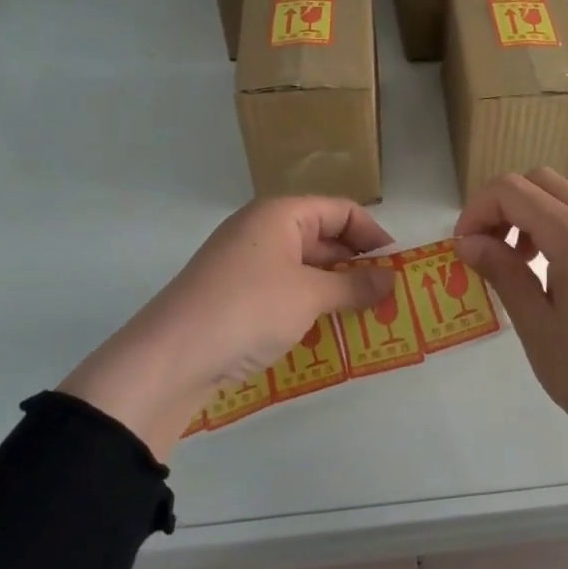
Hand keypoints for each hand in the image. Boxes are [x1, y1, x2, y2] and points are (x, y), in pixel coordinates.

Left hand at [60, 198, 392, 459]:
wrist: (170, 357)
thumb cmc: (248, 309)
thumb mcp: (309, 295)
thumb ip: (355, 286)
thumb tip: (391, 280)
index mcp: (280, 215)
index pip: (340, 211)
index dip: (373, 234)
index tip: (397, 266)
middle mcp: (262, 231)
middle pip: (323, 237)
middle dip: (357, 265)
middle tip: (388, 296)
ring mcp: (246, 264)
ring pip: (305, 268)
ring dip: (336, 289)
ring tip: (367, 316)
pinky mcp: (236, 296)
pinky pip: (286, 291)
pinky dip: (311, 305)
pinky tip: (329, 330)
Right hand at [454, 171, 567, 506]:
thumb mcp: (535, 325)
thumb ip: (502, 271)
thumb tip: (469, 241)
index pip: (513, 191)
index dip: (477, 210)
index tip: (463, 247)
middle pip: (542, 180)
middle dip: (505, 204)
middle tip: (489, 248)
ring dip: (537, 209)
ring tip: (523, 258)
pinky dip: (565, 223)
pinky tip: (557, 272)